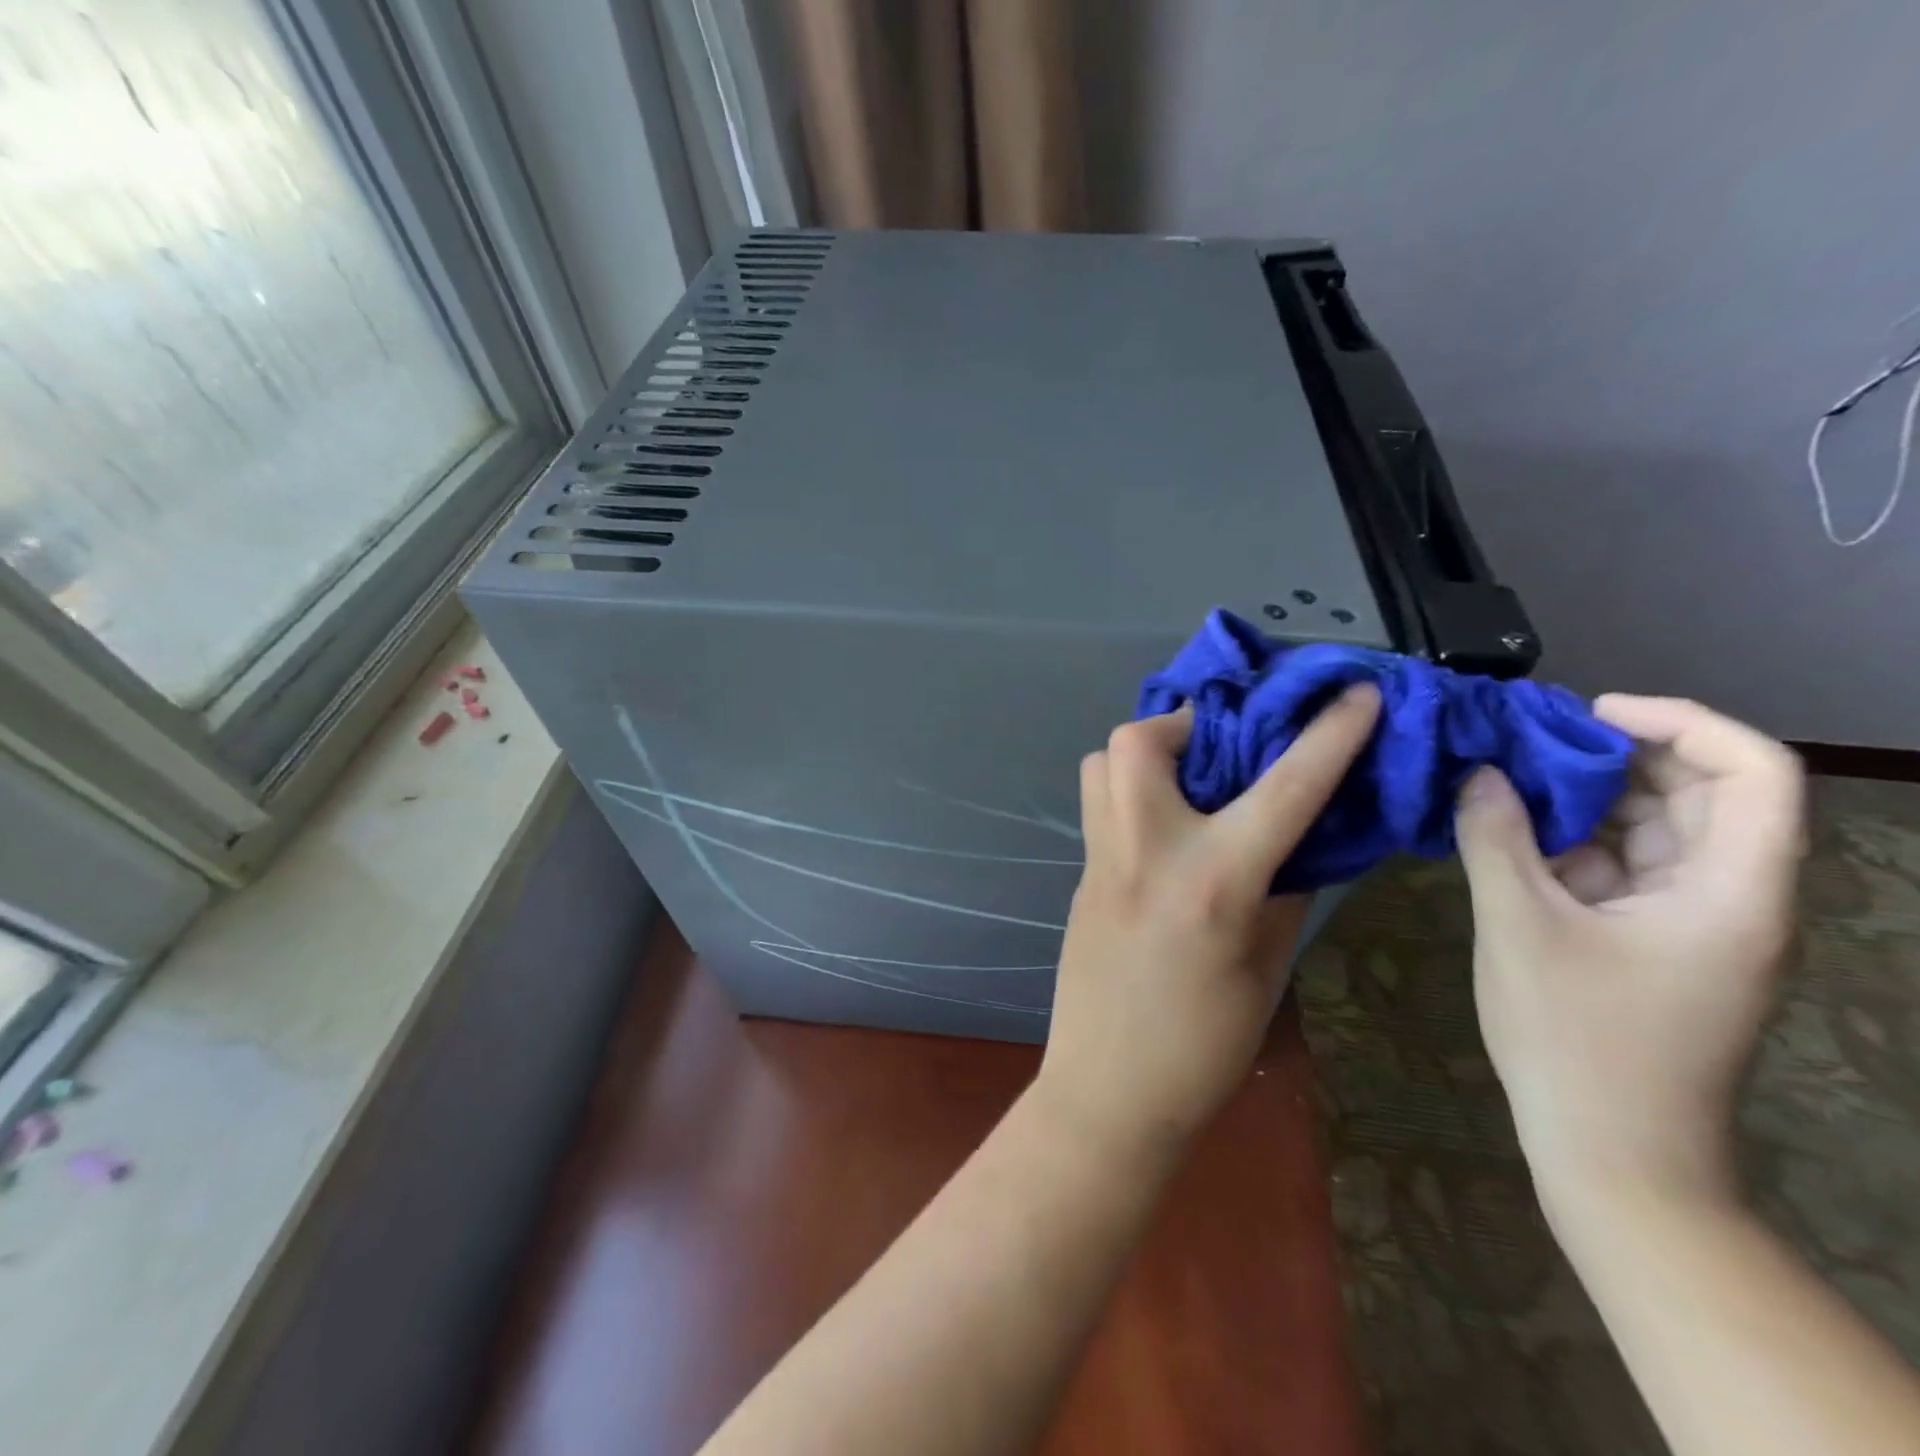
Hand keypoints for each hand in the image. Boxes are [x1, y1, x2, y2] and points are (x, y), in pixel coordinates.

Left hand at [1036, 687, 1380, 1157]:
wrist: (1109, 1091)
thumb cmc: (1203, 1045)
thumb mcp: (1266, 965)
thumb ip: (1284, 889)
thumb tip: (1299, 835)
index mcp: (1212, 880)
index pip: (1284, 786)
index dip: (1329, 733)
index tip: (1354, 691)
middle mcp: (1146, 849)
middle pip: (1142, 740)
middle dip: (1187, 722)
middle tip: (1223, 746)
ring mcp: (1101, 857)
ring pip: (1104, 761)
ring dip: (1148, 753)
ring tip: (1189, 780)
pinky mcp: (1080, 872)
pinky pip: (1100, 803)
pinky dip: (1132, 792)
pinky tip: (1165, 827)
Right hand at [1454, 695, 1804, 1212]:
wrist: (1612, 1153)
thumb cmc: (1577, 1039)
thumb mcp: (1520, 927)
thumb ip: (1495, 839)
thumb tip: (1478, 774)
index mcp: (1731, 892)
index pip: (1753, 772)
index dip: (1680, 722)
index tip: (1588, 713)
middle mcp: (1731, 899)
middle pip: (1699, 795)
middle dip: (1614, 757)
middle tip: (1524, 741)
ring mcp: (1693, 924)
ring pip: (1654, 831)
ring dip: (1584, 800)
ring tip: (1504, 780)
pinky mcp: (1655, 944)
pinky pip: (1623, 870)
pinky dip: (1572, 843)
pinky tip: (1509, 835)